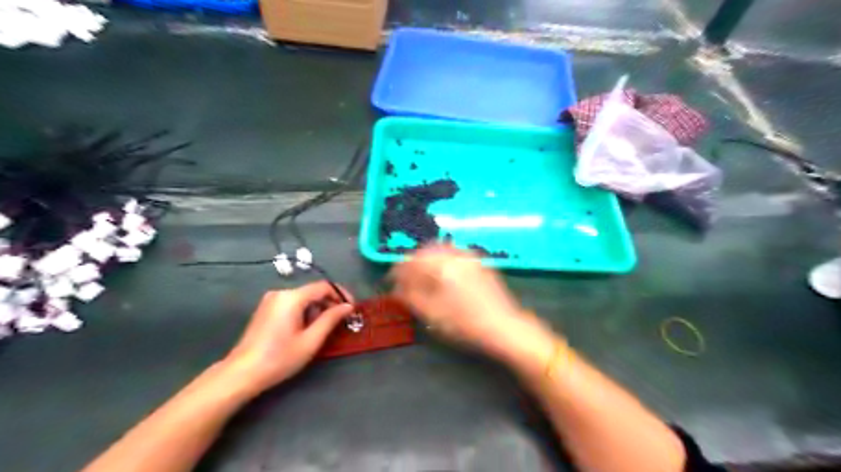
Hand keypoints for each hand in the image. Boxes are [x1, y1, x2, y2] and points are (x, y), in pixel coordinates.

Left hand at [221, 281, 352, 393]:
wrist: (242, 373)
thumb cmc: (280, 358)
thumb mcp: (311, 340)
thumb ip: (331, 319)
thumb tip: (348, 306)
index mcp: (292, 297)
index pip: (324, 286)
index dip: (342, 294)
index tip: (352, 309)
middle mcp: (281, 293)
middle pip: (313, 291)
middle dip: (330, 303)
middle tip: (341, 321)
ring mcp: (271, 300)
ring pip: (303, 298)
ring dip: (317, 309)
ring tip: (324, 328)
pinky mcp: (266, 309)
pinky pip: (292, 303)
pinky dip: (305, 311)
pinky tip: (307, 329)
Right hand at [392, 245, 555, 365]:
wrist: (504, 327)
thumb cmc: (466, 324)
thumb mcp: (432, 315)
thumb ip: (410, 297)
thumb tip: (396, 288)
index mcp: (442, 266)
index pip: (412, 261)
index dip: (397, 271)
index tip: (391, 281)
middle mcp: (456, 255)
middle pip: (426, 250)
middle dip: (412, 263)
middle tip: (405, 278)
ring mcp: (470, 257)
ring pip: (441, 250)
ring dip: (427, 260)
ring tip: (421, 276)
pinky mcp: (480, 263)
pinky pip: (455, 254)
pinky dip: (442, 260)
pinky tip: (441, 274)